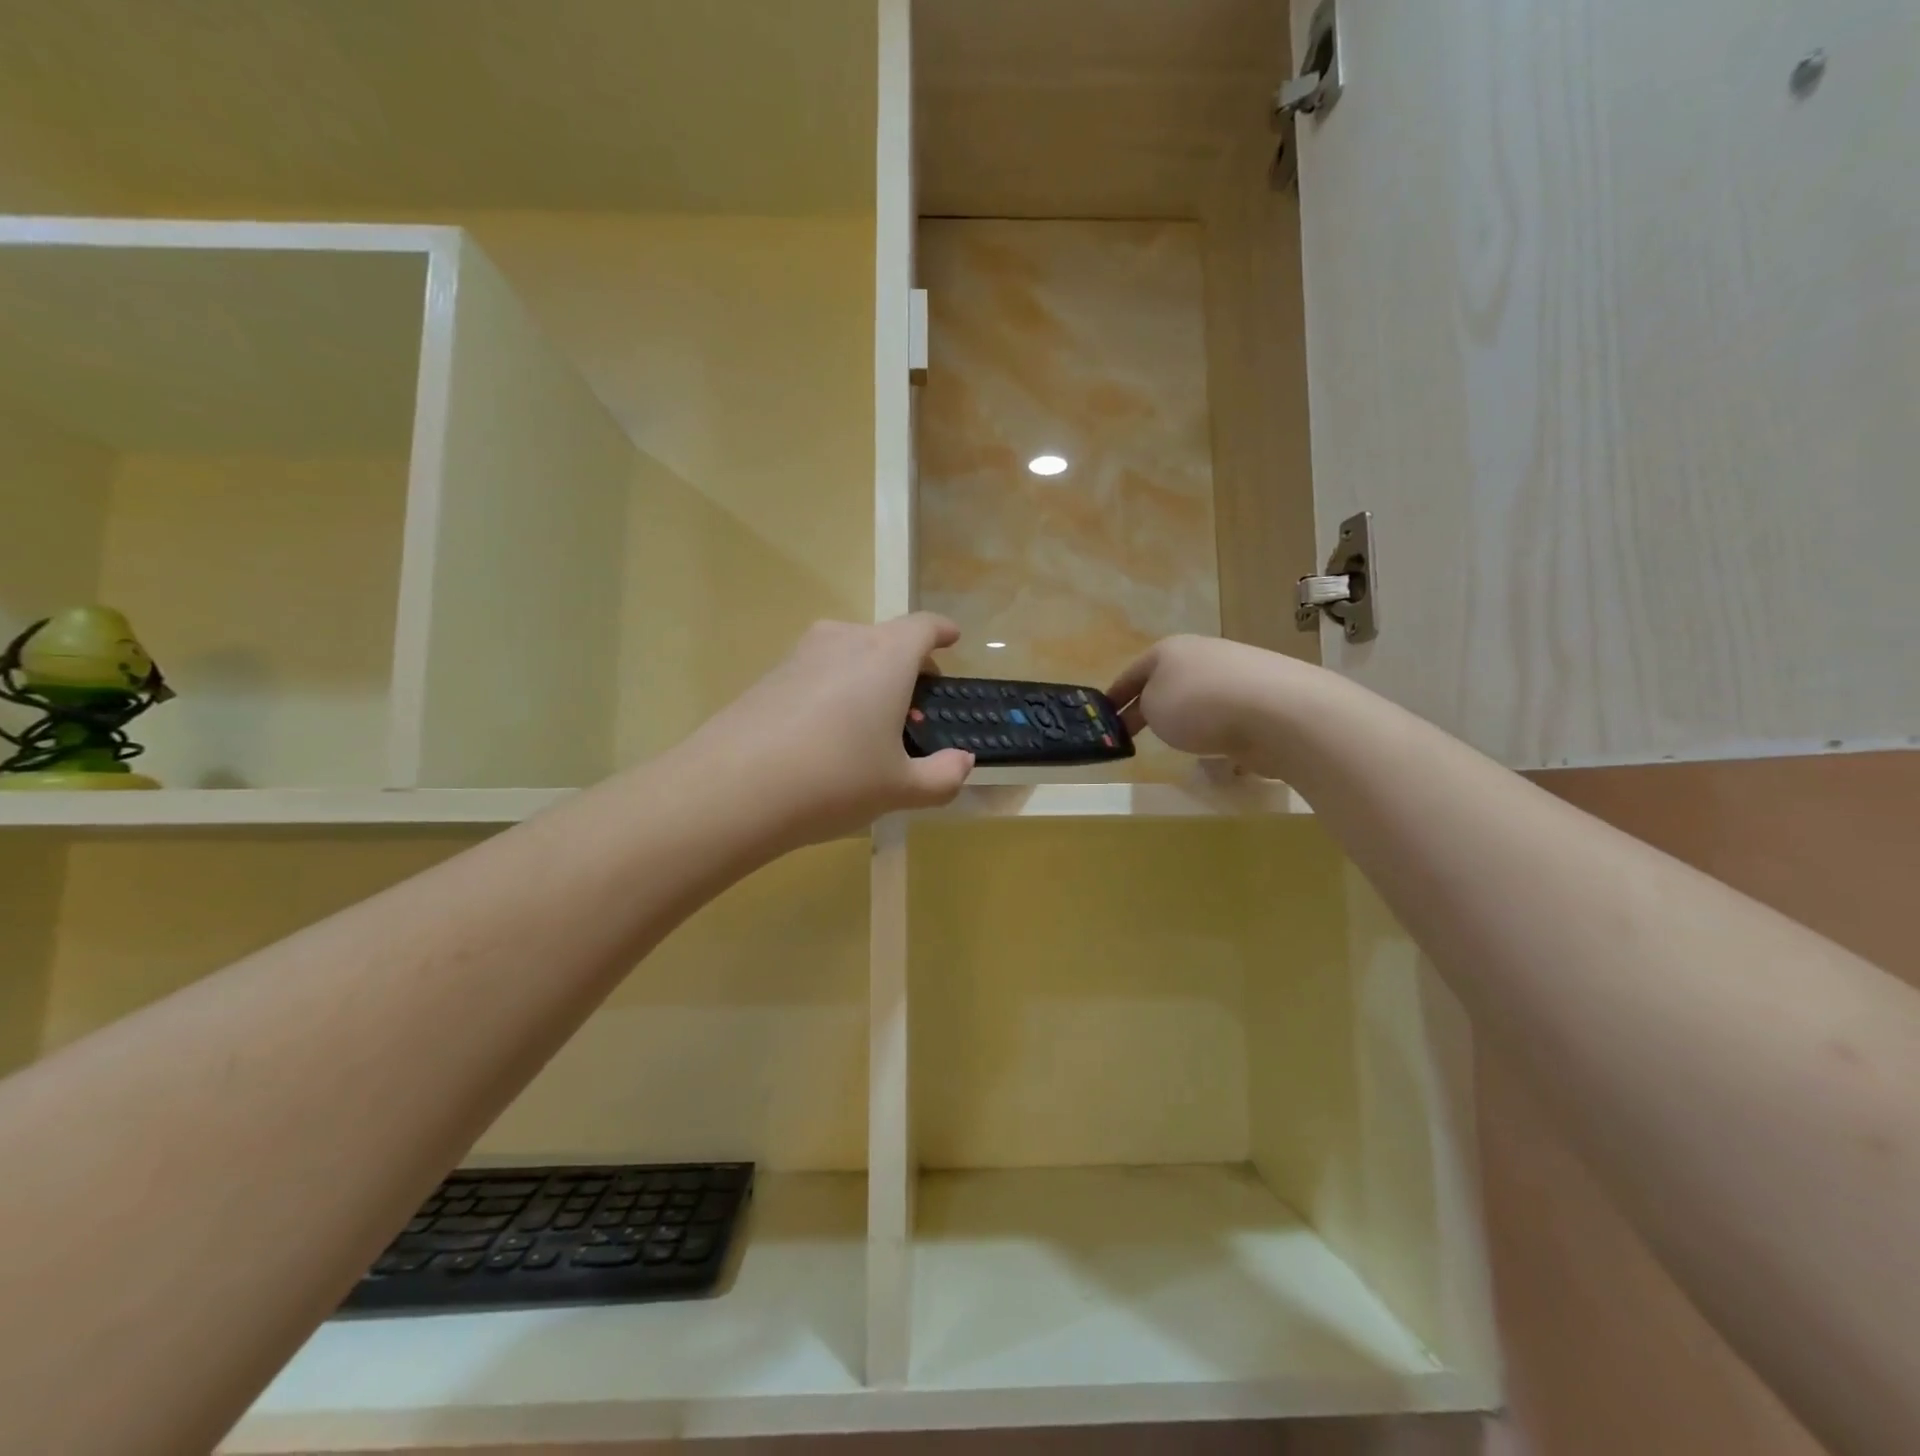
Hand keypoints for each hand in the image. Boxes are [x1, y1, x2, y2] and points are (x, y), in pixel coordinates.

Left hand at [695, 614, 975, 845]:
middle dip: (908, 664)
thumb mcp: (899, 789)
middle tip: (915, 707)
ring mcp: (801, 654)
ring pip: (849, 653)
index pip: (923, 626)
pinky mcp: (769, 675)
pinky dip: (834, 689)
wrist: (733, 788)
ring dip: (869, 676)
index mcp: (886, 656)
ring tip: (870, 724)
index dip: (941, 631)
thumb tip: (962, 762)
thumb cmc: (835, 780)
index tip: (951, 640)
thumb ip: (942, 776)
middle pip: (886, 638)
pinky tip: (826, 735)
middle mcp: (845, 641)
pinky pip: (817, 671)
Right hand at [1106, 634, 1293, 768]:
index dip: (1114, 696)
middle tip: (1134, 732)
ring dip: (1188, 717)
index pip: (1131, 674)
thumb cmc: (1199, 705)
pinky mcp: (1265, 697)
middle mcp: (1203, 655)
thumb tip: (1162, 710)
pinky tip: (1219, 749)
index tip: (1102, 716)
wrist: (1277, 712)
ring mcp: (1238, 673)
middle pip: (1166, 682)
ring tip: (1179, 743)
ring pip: (1200, 698)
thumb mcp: (1152, 708)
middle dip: (1151, 705)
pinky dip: (1220, 729)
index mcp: (1169, 650)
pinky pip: (1230, 716)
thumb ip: (1145, 708)